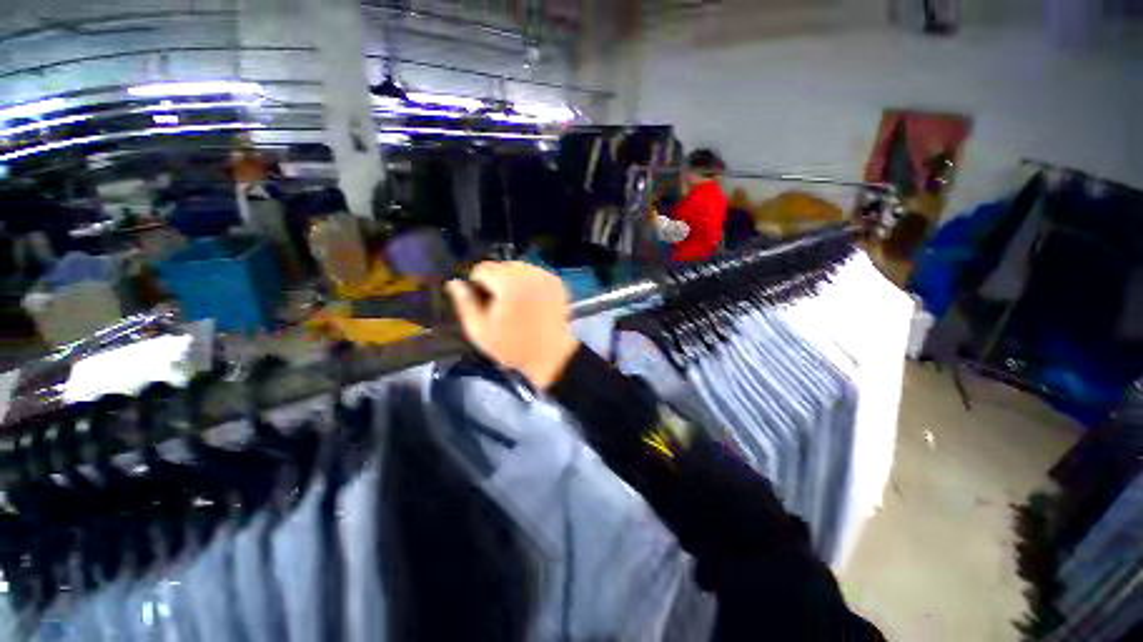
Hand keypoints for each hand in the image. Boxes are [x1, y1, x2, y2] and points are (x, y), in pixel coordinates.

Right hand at [446, 262, 579, 389]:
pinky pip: (535, 275)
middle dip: (496, 282)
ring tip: (517, 306)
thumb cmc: (514, 347)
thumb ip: (465, 303)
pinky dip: (529, 284)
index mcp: (508, 282)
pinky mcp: (557, 282)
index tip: (484, 305)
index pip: (482, 268)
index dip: (477, 285)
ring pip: (519, 268)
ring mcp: (546, 275)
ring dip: (513, 281)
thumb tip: (455, 283)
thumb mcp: (481, 331)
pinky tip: (532, 303)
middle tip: (500, 307)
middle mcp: (528, 272)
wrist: (554, 356)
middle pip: (502, 266)